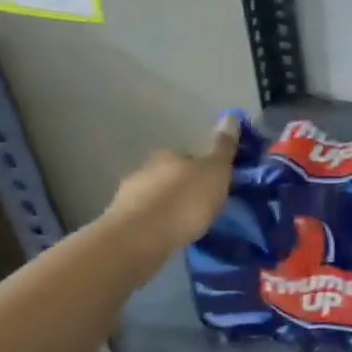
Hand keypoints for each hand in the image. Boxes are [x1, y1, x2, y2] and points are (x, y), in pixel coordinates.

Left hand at [106, 114, 239, 259]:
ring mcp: (128, 195)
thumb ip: (223, 147)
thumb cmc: (185, 200)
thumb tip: (231, 115)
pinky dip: (157, 225)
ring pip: (156, 197)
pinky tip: (167, 236)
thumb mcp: (215, 172)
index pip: (190, 157)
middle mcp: (145, 169)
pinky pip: (146, 219)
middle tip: (202, 208)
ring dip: (168, 207)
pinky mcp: (121, 222)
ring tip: (185, 226)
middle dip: (184, 189)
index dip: (204, 171)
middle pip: (171, 176)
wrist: (141, 236)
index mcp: (169, 155)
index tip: (215, 188)